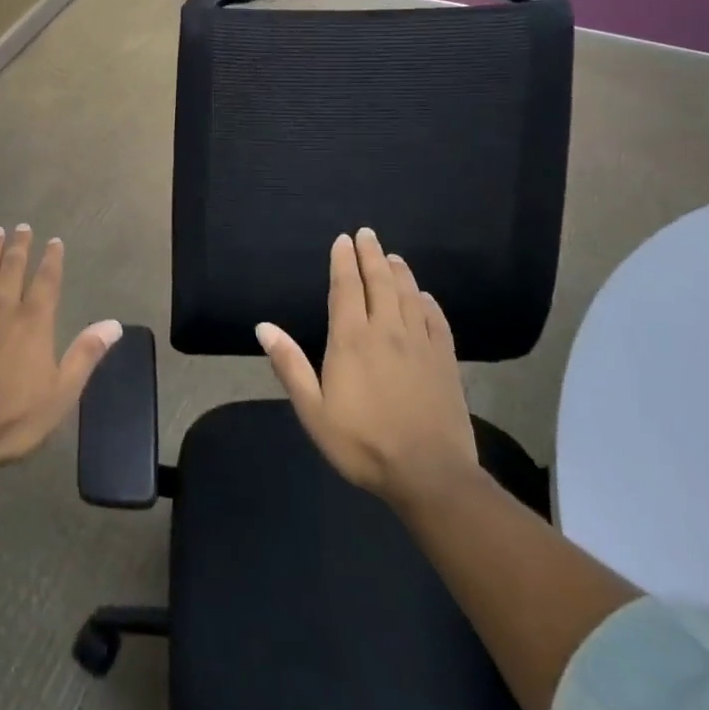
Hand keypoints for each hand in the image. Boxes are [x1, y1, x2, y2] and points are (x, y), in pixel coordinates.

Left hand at [0, 224, 121, 465]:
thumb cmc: (13, 415)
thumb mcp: (61, 392)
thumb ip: (85, 354)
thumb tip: (114, 324)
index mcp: (34, 321)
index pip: (47, 281)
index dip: (52, 259)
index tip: (54, 241)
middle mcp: (3, 308)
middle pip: (13, 268)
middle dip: (20, 246)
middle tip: (22, 226)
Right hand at [256, 227, 478, 508]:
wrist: (430, 474)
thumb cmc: (363, 443)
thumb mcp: (313, 411)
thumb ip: (289, 365)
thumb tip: (263, 327)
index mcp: (351, 340)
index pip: (346, 288)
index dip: (343, 261)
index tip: (343, 239)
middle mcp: (386, 331)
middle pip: (379, 282)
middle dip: (371, 255)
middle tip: (367, 234)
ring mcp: (420, 344)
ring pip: (408, 295)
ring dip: (399, 272)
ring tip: (393, 256)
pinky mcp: (445, 361)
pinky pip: (436, 321)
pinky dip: (428, 303)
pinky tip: (424, 296)